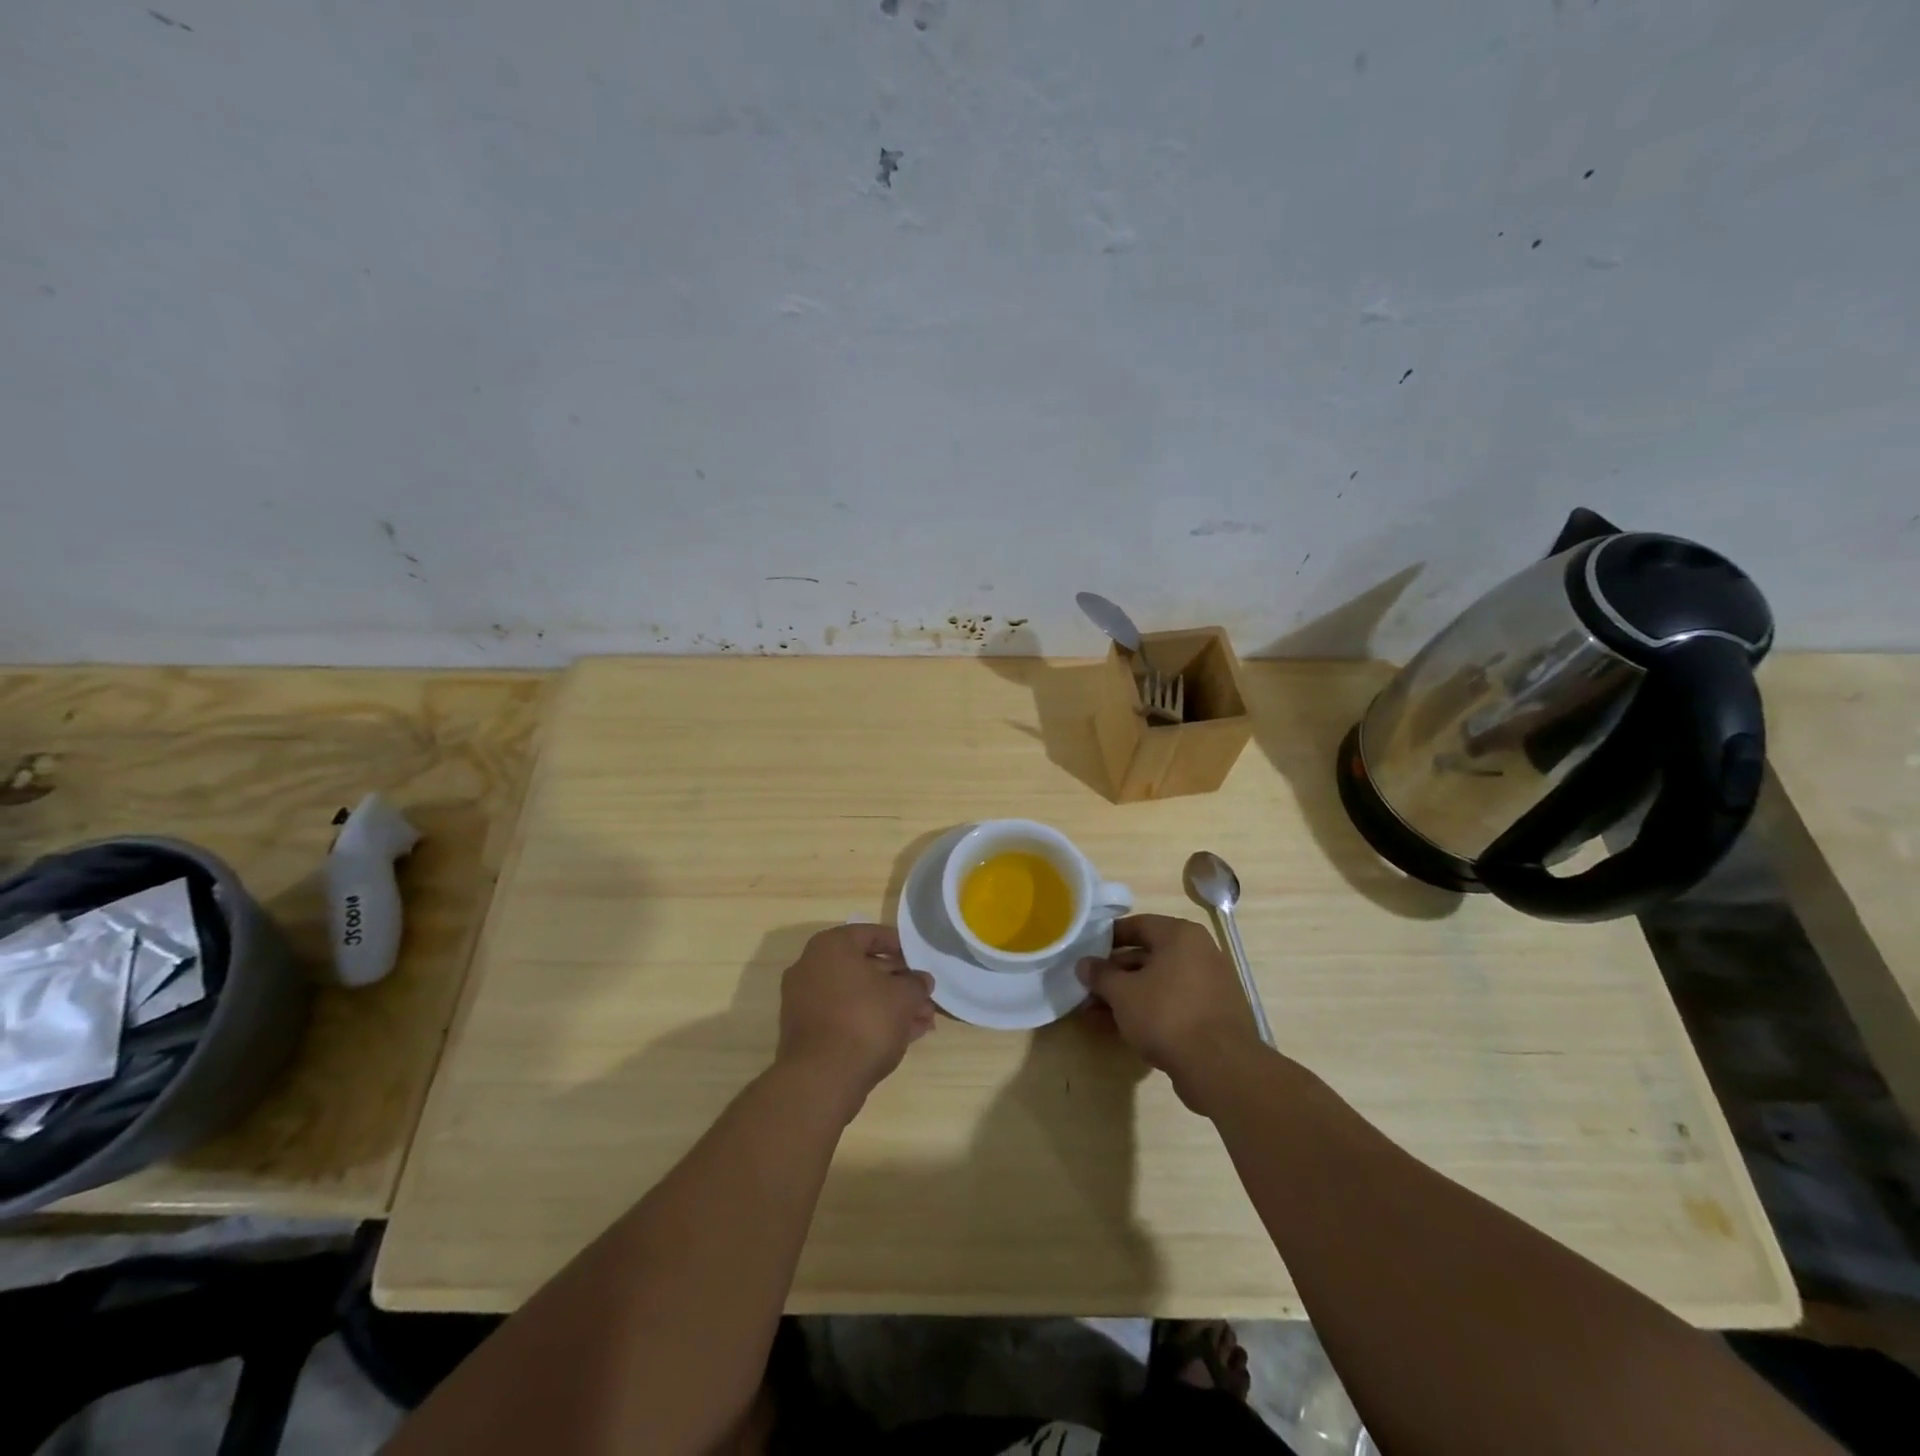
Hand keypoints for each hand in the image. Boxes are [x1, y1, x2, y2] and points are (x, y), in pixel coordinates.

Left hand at [777, 924, 935, 1120]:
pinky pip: (845, 1016)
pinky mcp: (807, 1031)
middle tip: (924, 995)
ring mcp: (805, 1001)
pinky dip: (871, 1021)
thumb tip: (922, 981)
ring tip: (923, 1021)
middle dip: (899, 982)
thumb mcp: (903, 997)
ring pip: (857, 995)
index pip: (871, 934)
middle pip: (864, 967)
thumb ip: (916, 984)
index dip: (900, 946)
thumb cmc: (865, 1020)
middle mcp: (812, 967)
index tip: (920, 960)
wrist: (822, 1079)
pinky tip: (903, 1036)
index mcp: (830, 946)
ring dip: (890, 1005)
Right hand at [1077, 914, 1261, 1112]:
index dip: (1108, 938)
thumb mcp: (1122, 993)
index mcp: (1181, 935)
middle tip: (1087, 989)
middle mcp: (1200, 953)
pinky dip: (1148, 1011)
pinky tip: (1121, 1029)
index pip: (1138, 925)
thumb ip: (1100, 975)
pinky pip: (1173, 1004)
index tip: (1086, 953)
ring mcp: (1210, 985)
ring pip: (1158, 983)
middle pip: (1147, 956)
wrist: (1220, 1067)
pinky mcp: (1213, 1015)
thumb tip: (1083, 964)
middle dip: (1114, 974)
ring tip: (1095, 1013)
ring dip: (1127, 996)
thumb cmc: (1166, 1014)